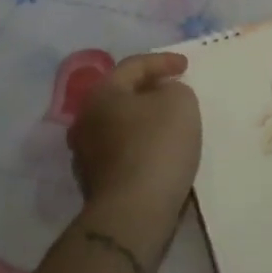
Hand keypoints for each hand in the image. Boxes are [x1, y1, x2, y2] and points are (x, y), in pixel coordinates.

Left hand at [67, 53, 201, 218]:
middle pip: (122, 96)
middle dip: (149, 91)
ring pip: (120, 125)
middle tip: (174, 90)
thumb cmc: (157, 145)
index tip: (186, 66)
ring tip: (170, 123)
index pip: (133, 66)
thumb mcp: (180, 102)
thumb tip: (163, 96)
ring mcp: (86, 154)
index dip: (162, 62)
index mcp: (101, 94)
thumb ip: (174, 89)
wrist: (135, 211)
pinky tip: (162, 152)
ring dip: (144, 120)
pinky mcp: (96, 182)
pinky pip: (123, 151)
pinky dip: (142, 145)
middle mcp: (85, 120)